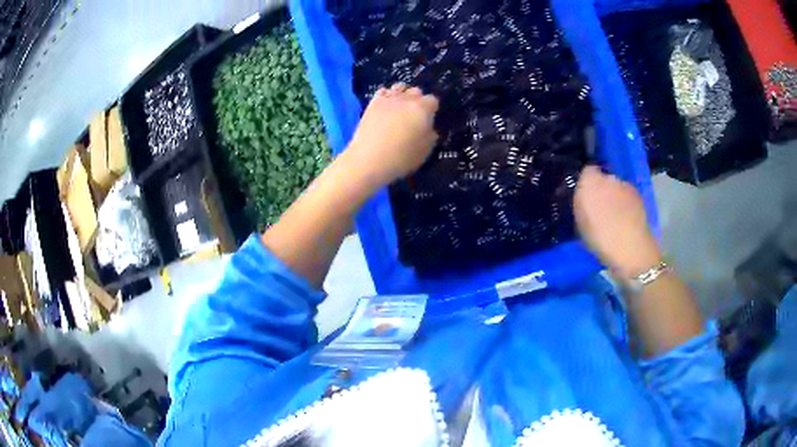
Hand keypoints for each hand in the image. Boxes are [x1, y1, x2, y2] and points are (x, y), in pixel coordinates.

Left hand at [345, 83, 438, 188]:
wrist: (368, 159)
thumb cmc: (401, 158)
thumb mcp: (425, 151)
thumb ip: (430, 136)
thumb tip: (429, 128)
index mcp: (423, 109)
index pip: (433, 100)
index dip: (432, 110)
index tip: (429, 120)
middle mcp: (407, 99)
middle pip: (416, 91)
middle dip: (418, 100)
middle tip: (414, 115)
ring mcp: (388, 99)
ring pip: (400, 87)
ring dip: (403, 95)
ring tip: (400, 108)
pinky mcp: (372, 103)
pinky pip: (383, 91)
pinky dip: (386, 95)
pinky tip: (386, 106)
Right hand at [574, 166, 661, 278]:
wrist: (631, 249)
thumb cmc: (600, 239)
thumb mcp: (579, 224)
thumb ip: (581, 203)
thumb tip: (583, 196)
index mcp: (590, 181)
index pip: (586, 171)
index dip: (586, 182)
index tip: (584, 196)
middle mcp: (609, 177)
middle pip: (603, 178)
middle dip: (601, 188)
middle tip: (598, 207)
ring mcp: (626, 185)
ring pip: (616, 187)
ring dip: (615, 196)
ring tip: (613, 216)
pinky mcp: (638, 196)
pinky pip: (627, 196)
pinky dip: (626, 204)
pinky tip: (625, 220)